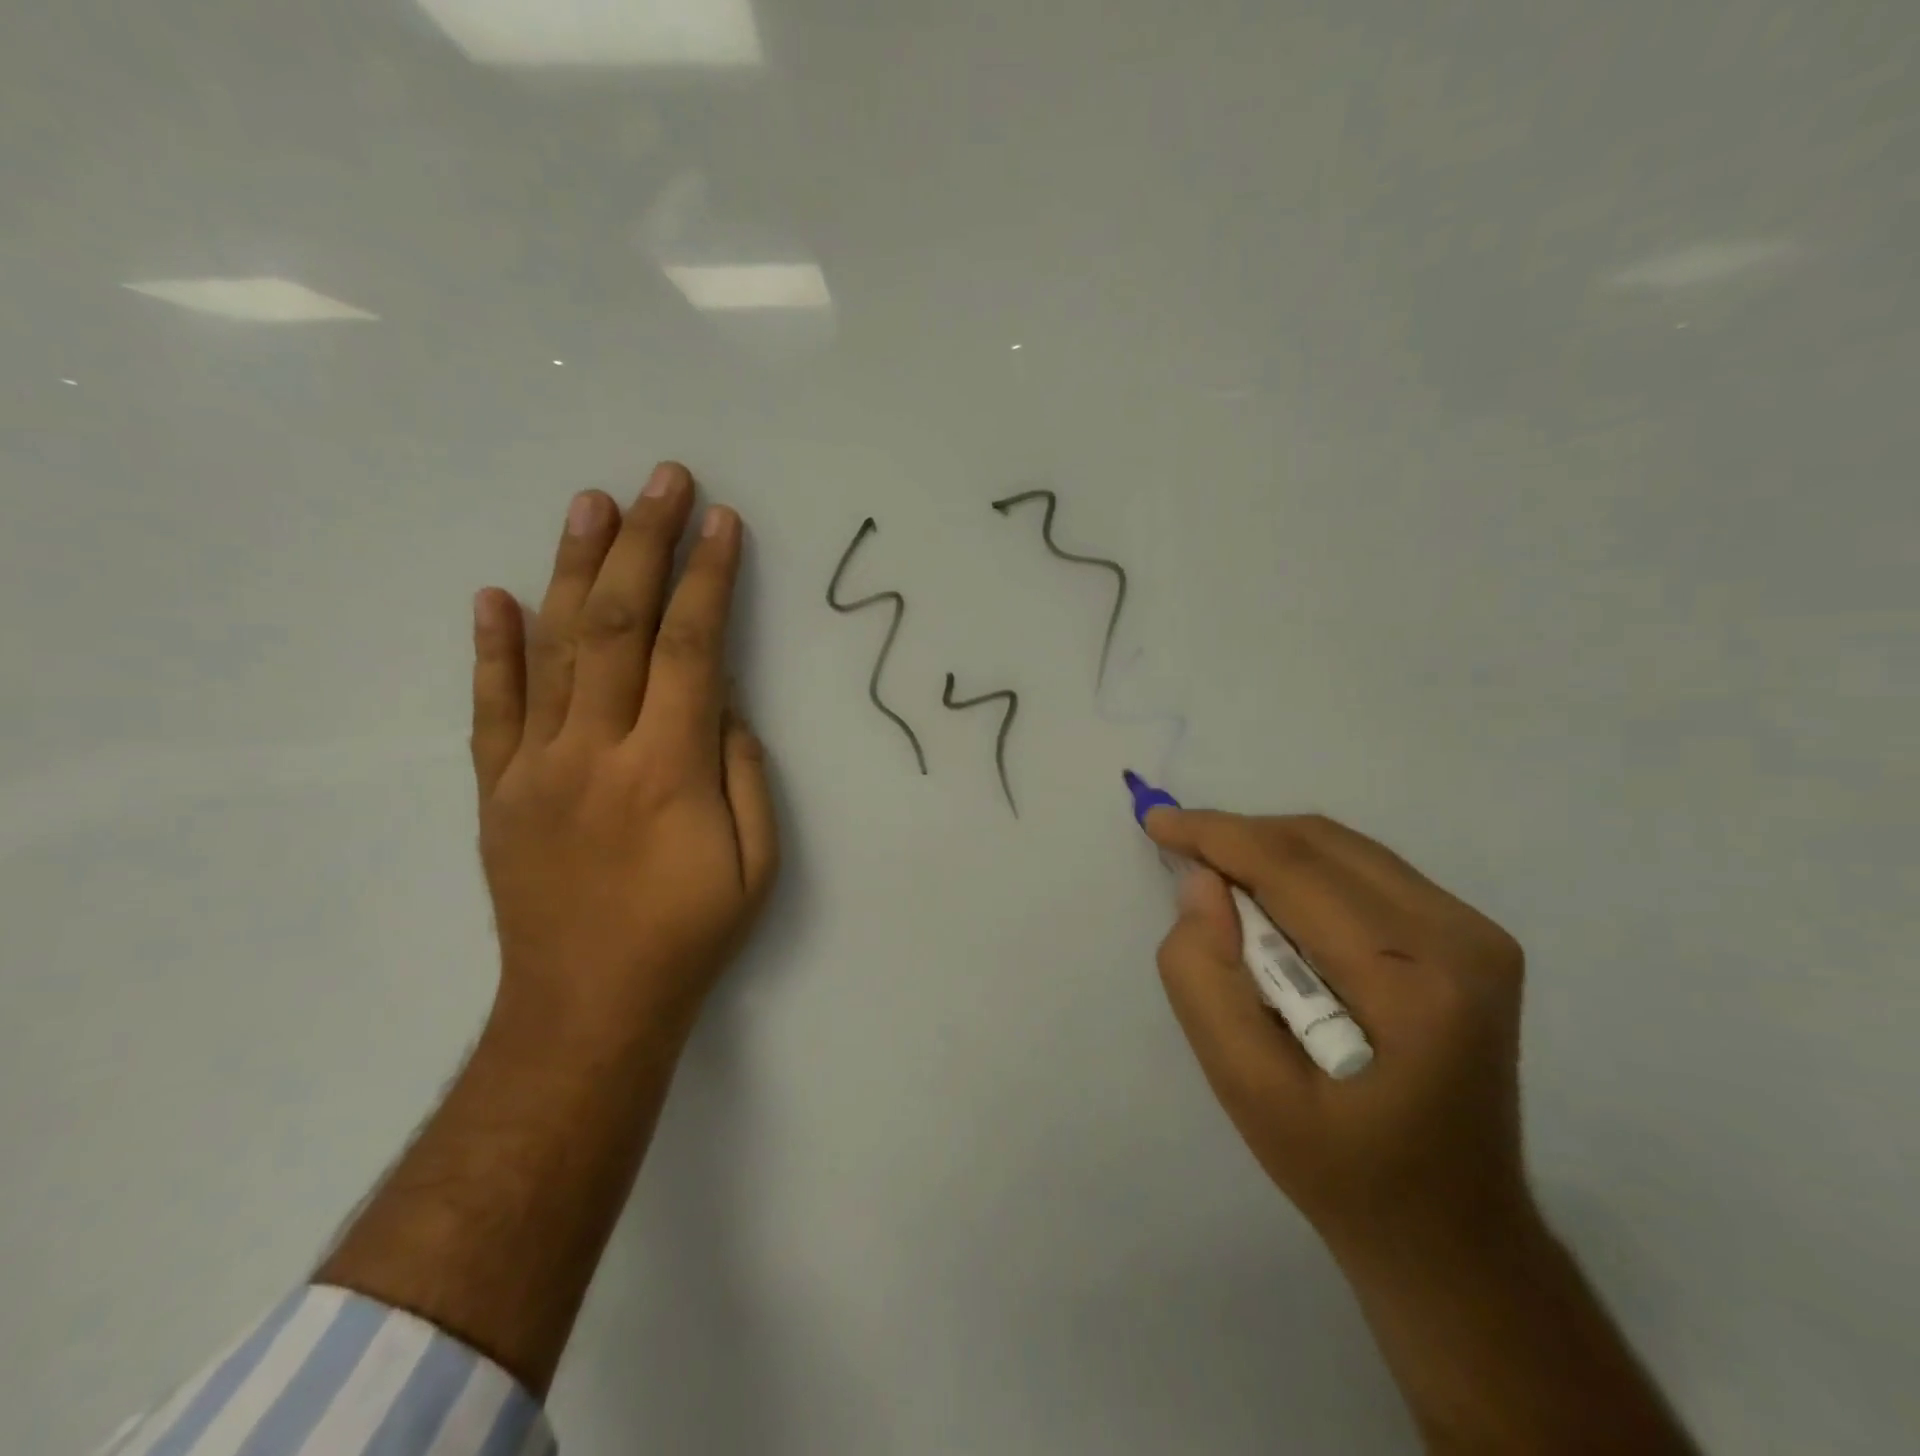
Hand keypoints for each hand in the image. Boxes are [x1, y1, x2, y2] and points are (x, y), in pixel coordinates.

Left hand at [469, 462, 778, 1043]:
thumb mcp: (758, 865)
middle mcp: (596, 751)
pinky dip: (493, 648)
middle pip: (620, 626)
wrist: (588, 1008)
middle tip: (662, 480)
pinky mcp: (499, 790)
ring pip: (553, 648)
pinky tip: (494, 595)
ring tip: (591, 503)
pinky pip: (493, 707)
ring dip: (573, 569)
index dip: (710, 580)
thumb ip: (743, 774)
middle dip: (646, 545)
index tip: (724, 525)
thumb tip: (725, 706)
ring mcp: (537, 767)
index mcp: (668, 770)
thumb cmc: (689, 936)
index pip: (694, 650)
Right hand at [1146, 810, 1531, 1266]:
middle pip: (1320, 844)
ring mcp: (1477, 933)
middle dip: (1238, 838)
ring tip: (1219, 886)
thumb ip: (1206, 979)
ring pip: (1342, 848)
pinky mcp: (1472, 937)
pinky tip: (1274, 906)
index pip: (1294, 869)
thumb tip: (1200, 884)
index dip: (1216, 835)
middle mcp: (1461, 938)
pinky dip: (1304, 871)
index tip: (1155, 820)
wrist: (1453, 1232)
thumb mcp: (1246, 1090)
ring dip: (1268, 852)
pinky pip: (1365, 870)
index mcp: (1413, 984)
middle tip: (1178, 855)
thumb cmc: (1342, 1171)